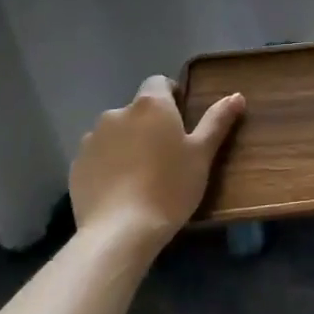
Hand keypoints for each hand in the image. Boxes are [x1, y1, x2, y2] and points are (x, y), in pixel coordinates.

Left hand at [68, 76, 244, 251]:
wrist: (120, 231)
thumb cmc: (170, 187)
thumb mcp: (202, 154)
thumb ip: (217, 121)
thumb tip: (236, 96)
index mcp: (151, 105)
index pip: (159, 82)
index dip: (171, 96)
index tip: (181, 121)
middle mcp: (117, 113)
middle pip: (137, 110)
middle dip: (149, 125)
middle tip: (166, 154)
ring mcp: (92, 138)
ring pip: (116, 133)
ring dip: (127, 143)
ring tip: (140, 175)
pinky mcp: (76, 165)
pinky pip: (98, 156)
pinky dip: (108, 164)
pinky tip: (120, 189)